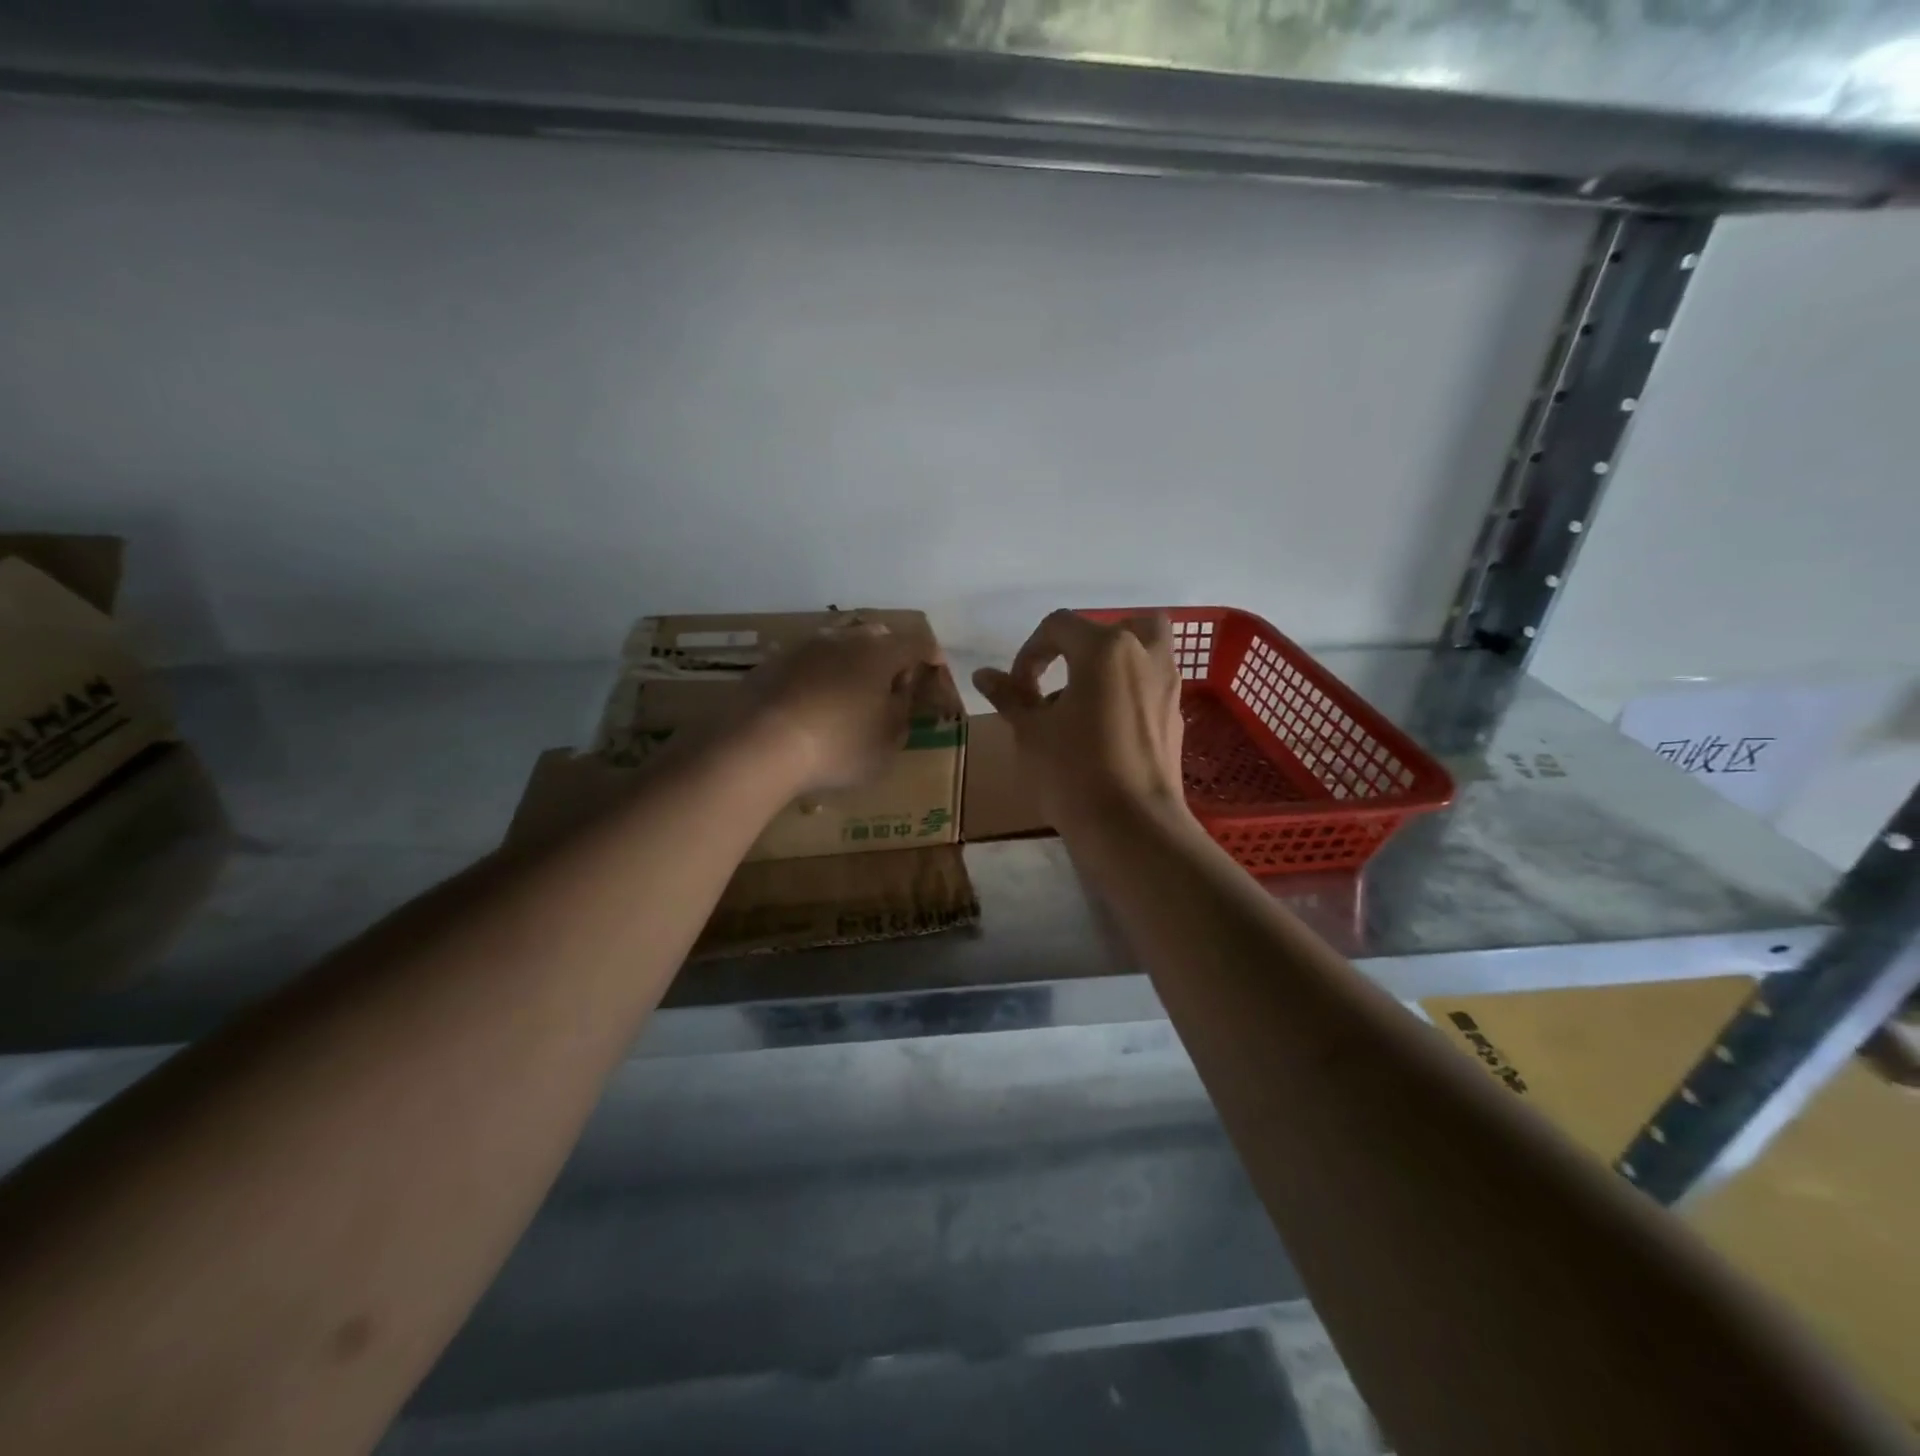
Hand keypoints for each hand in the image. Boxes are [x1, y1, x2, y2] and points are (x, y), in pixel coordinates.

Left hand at [743, 625, 939, 793]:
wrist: (759, 745)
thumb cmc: (839, 746)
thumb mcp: (888, 741)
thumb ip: (902, 712)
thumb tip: (900, 693)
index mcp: (880, 652)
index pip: (917, 643)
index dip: (930, 656)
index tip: (935, 670)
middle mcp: (844, 638)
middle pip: (877, 636)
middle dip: (890, 655)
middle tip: (893, 683)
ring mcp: (804, 646)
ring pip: (839, 646)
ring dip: (852, 664)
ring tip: (852, 694)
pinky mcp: (773, 663)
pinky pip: (809, 663)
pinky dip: (820, 677)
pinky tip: (815, 703)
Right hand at [973, 610, 1187, 828]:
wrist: (1131, 825)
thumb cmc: (1073, 770)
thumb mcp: (1031, 731)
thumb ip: (1009, 696)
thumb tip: (983, 675)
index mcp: (1105, 649)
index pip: (1059, 627)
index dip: (1030, 652)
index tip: (1017, 688)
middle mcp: (1144, 656)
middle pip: (1119, 627)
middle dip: (1087, 644)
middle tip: (1065, 675)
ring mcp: (1167, 687)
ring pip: (1146, 652)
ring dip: (1116, 664)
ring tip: (1086, 701)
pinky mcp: (1176, 718)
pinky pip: (1152, 687)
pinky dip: (1130, 692)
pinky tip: (1107, 729)